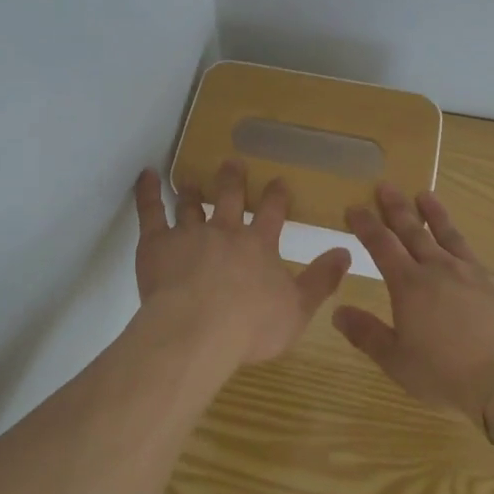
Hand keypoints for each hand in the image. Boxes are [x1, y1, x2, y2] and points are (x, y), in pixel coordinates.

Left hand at [133, 162, 352, 365]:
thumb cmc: (250, 326)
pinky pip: (151, 211)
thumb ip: (321, 280)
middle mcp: (225, 231)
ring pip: (191, 205)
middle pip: (230, 198)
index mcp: (258, 245)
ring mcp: (189, 234)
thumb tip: (346, 253)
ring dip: (193, 191)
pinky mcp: (157, 243)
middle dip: (233, 180)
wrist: (197, 330)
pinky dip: (148, 192)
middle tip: (232, 163)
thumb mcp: (298, 309)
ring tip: (192, 179)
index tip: (278, 181)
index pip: (272, 213)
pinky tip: (146, 176)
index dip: (276, 196)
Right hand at [336, 183, 493, 428]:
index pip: (381, 245)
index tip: (354, 206)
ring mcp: (481, 274)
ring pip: (454, 237)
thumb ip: (366, 334)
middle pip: (415, 232)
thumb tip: (337, 311)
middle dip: (397, 209)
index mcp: (410, 285)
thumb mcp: (397, 361)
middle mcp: (442, 269)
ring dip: (438, 216)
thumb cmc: (448, 375)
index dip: (366, 224)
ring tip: (426, 194)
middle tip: (386, 186)